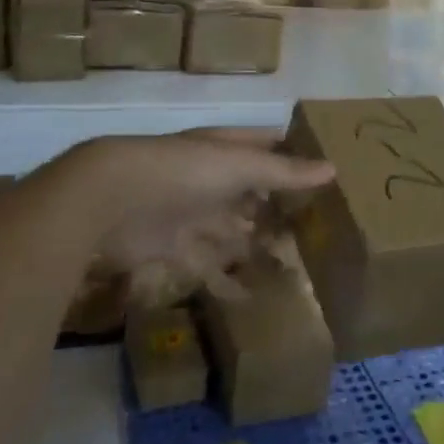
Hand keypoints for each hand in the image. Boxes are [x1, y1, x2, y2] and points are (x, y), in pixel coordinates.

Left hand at [72, 129, 332, 290]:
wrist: (110, 201)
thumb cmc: (183, 172)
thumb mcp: (239, 165)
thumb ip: (283, 171)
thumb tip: (332, 168)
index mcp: (224, 149)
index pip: (265, 146)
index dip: (292, 156)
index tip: (327, 173)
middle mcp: (209, 179)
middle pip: (251, 193)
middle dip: (278, 209)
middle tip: (318, 230)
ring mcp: (191, 213)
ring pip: (232, 231)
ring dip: (257, 246)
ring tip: (295, 267)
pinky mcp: (174, 248)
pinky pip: (208, 266)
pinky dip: (228, 282)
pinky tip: (253, 297)